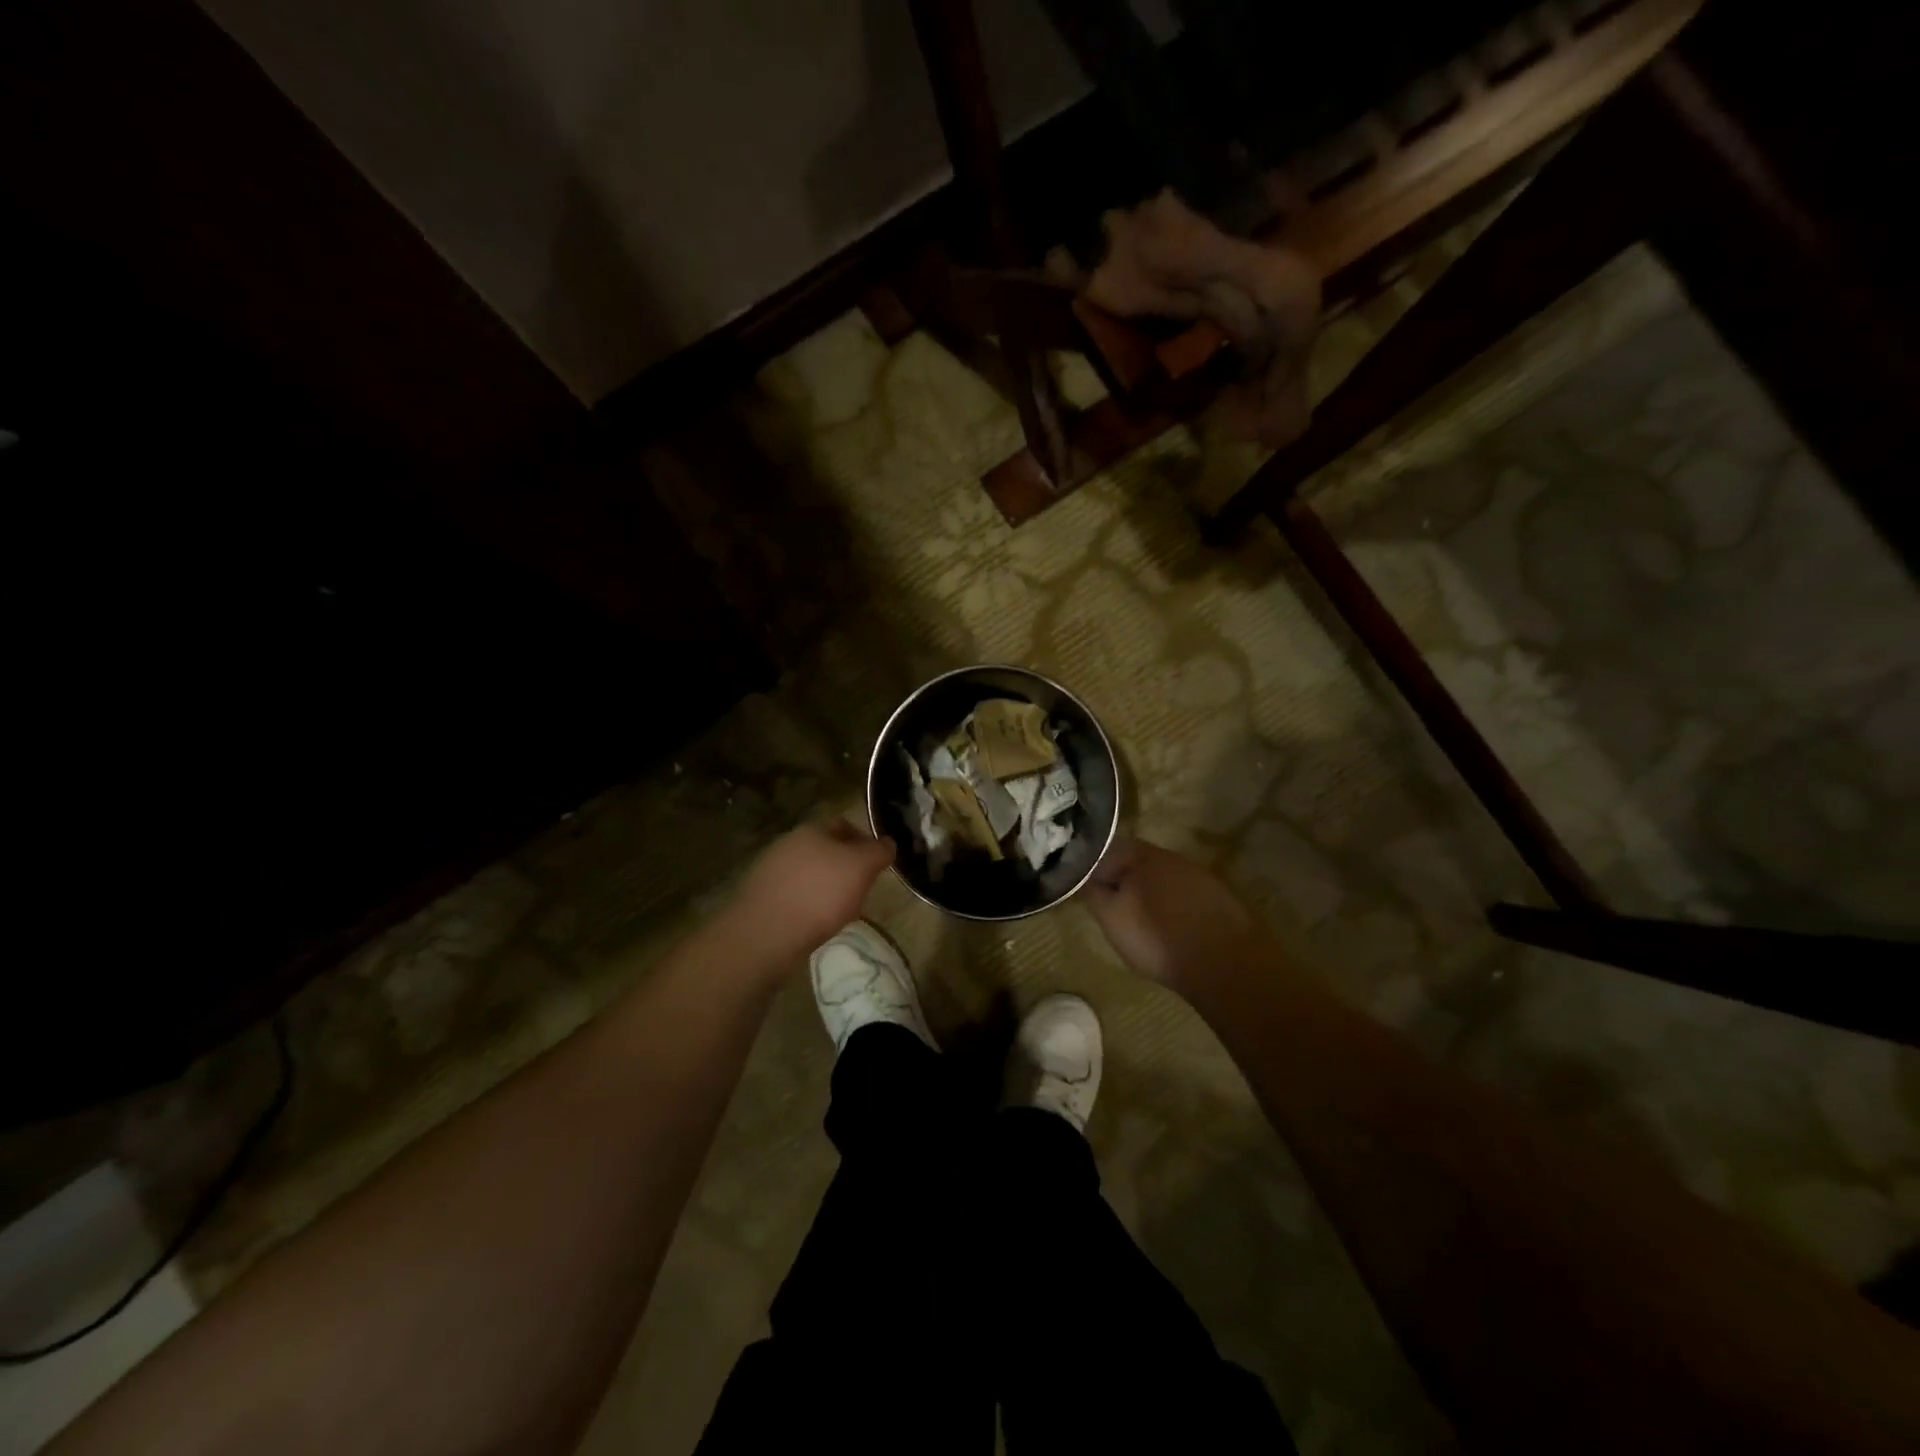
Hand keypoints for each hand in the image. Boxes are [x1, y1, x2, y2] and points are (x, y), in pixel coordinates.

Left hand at [728, 818, 895, 961]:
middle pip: (825, 848)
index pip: (844, 824)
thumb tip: (888, 843)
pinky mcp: (760, 897)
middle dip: (845, 865)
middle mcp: (788, 843)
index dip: (865, 840)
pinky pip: (793, 894)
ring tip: (840, 910)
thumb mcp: (861, 868)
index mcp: (812, 829)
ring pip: (809, 872)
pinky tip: (814, 922)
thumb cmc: (820, 894)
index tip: (877, 863)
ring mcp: (770, 870)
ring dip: (825, 886)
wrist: (764, 934)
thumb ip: (878, 852)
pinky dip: (807, 904)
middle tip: (862, 888)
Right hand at [1082, 837, 1262, 994]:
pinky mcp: (1219, 897)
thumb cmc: (1157, 937)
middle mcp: (1171, 856)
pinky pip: (1184, 894)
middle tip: (1110, 906)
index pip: (1106, 847)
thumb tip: (1080, 875)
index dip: (1091, 866)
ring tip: (1140, 921)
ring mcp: (1199, 875)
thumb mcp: (1111, 918)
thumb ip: (1092, 891)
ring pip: (1161, 878)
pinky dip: (1172, 905)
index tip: (1084, 887)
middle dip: (1121, 879)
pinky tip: (1170, 927)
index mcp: (1141, 854)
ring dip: (1148, 892)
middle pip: (1135, 861)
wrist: (1227, 964)